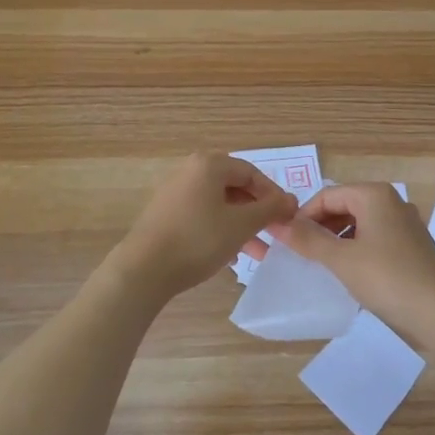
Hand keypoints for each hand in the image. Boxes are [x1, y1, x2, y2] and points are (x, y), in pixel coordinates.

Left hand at [110, 153, 298, 299]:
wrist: (144, 269)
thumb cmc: (198, 240)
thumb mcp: (242, 225)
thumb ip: (270, 209)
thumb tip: (291, 200)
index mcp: (209, 165)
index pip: (252, 173)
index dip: (273, 195)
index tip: (287, 218)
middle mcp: (191, 171)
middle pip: (235, 187)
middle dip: (257, 212)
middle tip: (274, 233)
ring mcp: (175, 192)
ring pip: (220, 204)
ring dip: (242, 225)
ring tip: (258, 251)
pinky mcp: (166, 213)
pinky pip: (203, 215)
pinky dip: (221, 229)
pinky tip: (230, 255)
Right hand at [274, 183, 434, 348]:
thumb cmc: (387, 279)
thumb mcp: (341, 259)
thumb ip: (307, 240)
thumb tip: (277, 223)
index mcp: (375, 195)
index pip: (327, 195)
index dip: (303, 215)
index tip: (284, 240)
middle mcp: (392, 203)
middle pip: (344, 207)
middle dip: (319, 227)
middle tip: (298, 253)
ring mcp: (405, 226)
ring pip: (359, 225)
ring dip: (336, 240)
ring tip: (318, 265)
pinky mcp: (411, 249)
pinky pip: (374, 241)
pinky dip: (355, 251)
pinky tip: (346, 274)